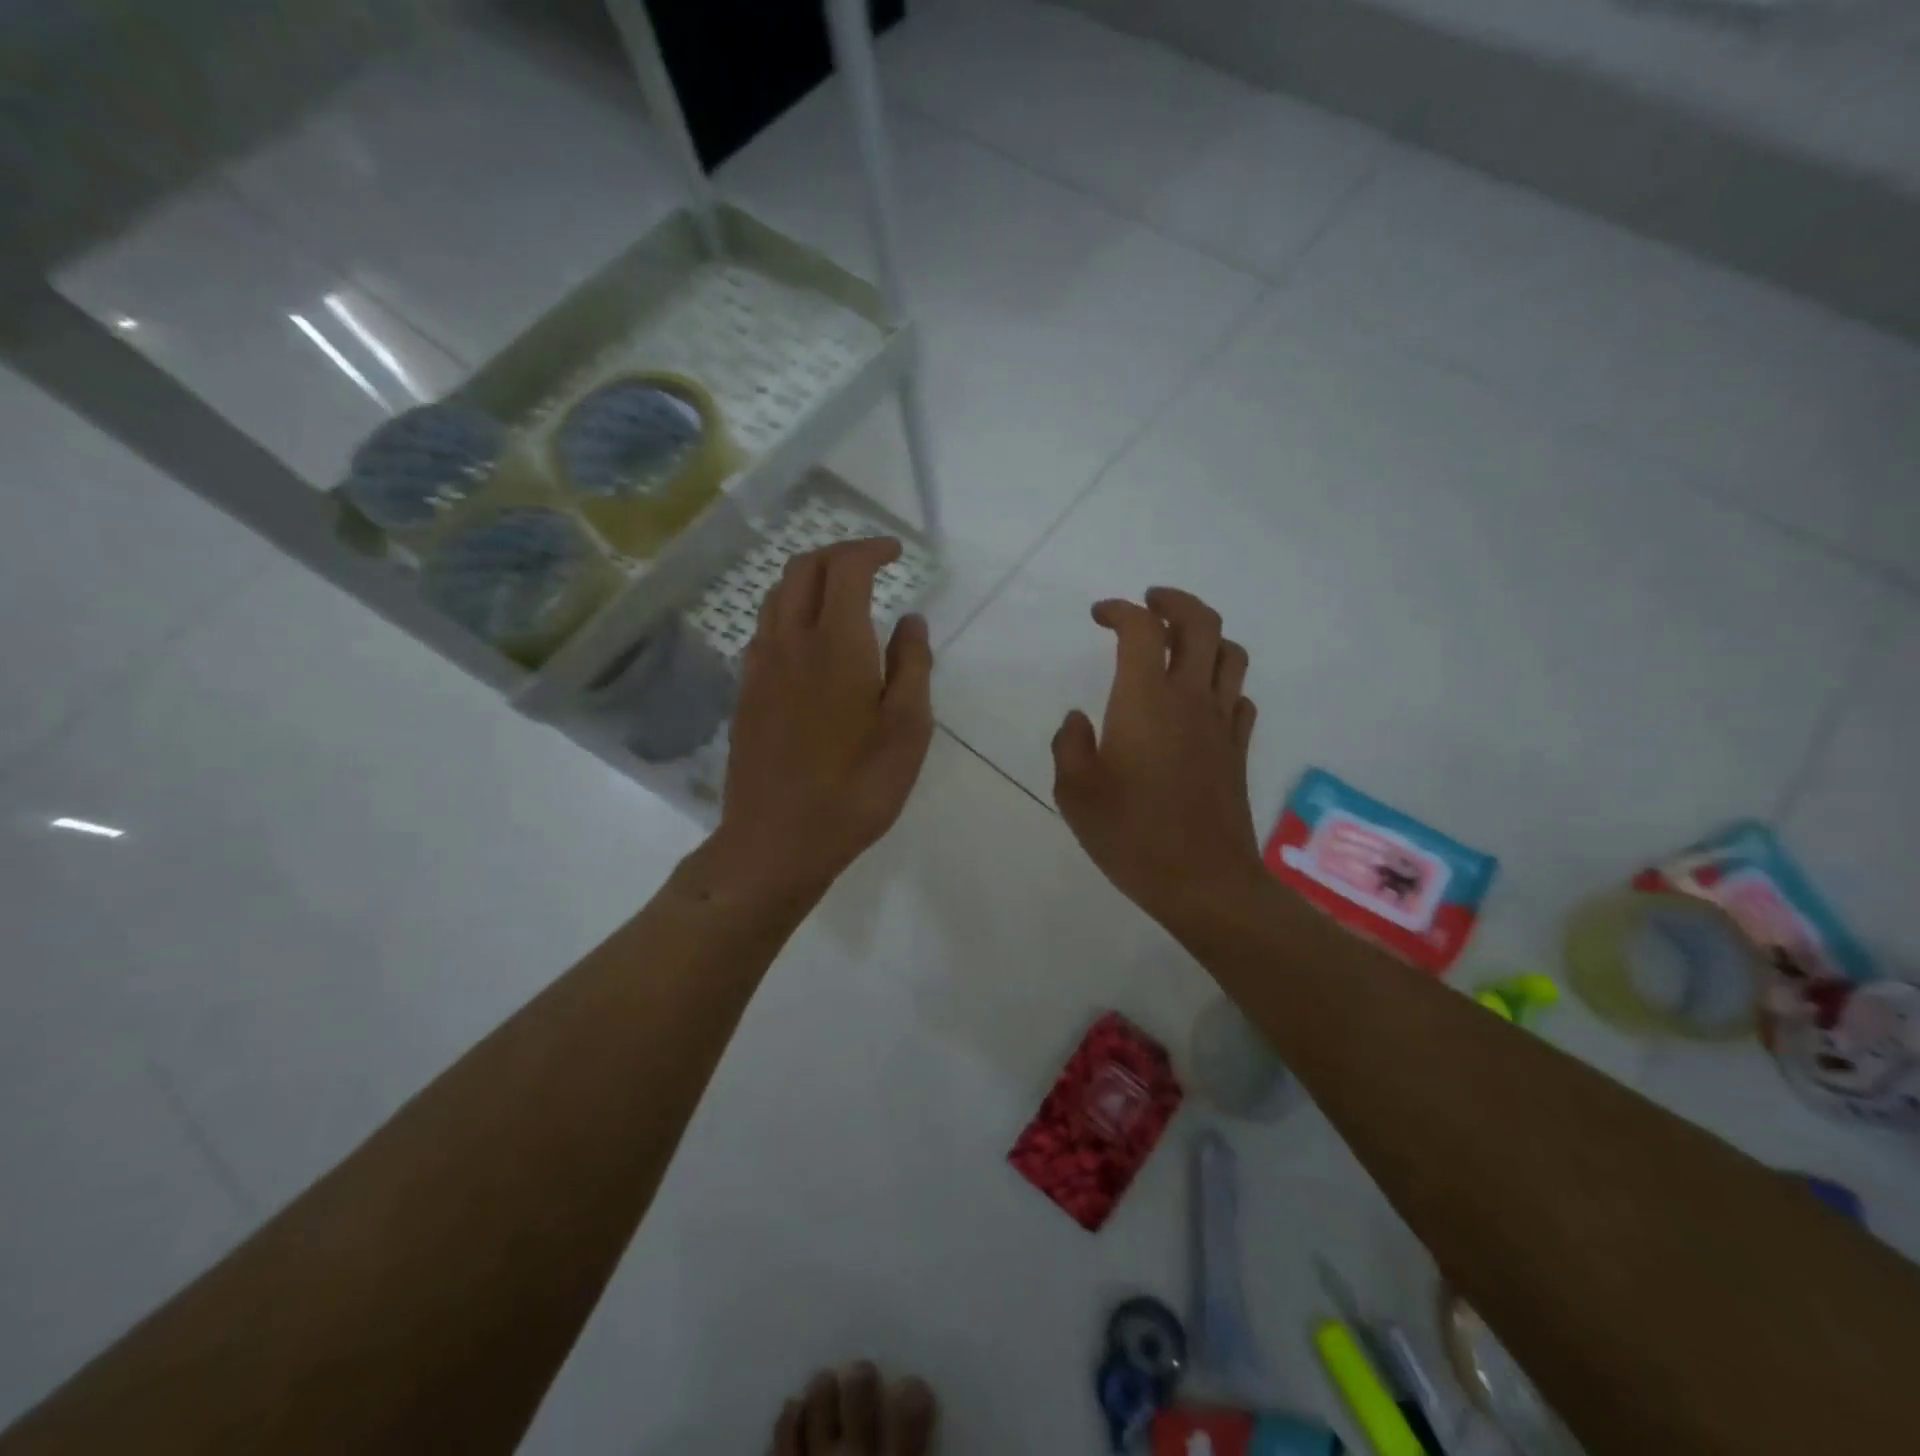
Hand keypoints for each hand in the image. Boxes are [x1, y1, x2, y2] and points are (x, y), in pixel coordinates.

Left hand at [715, 537, 933, 897]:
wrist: (778, 839)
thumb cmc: (856, 788)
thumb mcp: (908, 730)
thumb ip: (912, 666)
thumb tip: (911, 620)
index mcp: (836, 644)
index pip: (846, 568)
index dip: (871, 549)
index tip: (897, 552)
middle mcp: (790, 641)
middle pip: (803, 569)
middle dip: (837, 553)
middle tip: (871, 563)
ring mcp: (760, 666)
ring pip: (776, 596)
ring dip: (809, 579)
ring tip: (841, 594)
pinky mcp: (745, 692)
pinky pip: (765, 630)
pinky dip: (789, 612)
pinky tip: (809, 640)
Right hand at [1051, 588, 1263, 929]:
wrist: (1203, 882)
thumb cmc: (1131, 835)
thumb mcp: (1075, 792)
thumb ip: (1070, 745)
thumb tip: (1079, 719)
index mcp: (1145, 700)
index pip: (1141, 629)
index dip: (1120, 610)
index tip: (1098, 615)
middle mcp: (1190, 698)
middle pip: (1201, 623)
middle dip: (1174, 602)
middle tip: (1149, 604)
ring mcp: (1222, 723)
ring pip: (1230, 654)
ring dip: (1205, 636)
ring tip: (1179, 643)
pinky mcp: (1238, 750)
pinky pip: (1239, 697)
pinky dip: (1223, 683)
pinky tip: (1203, 700)